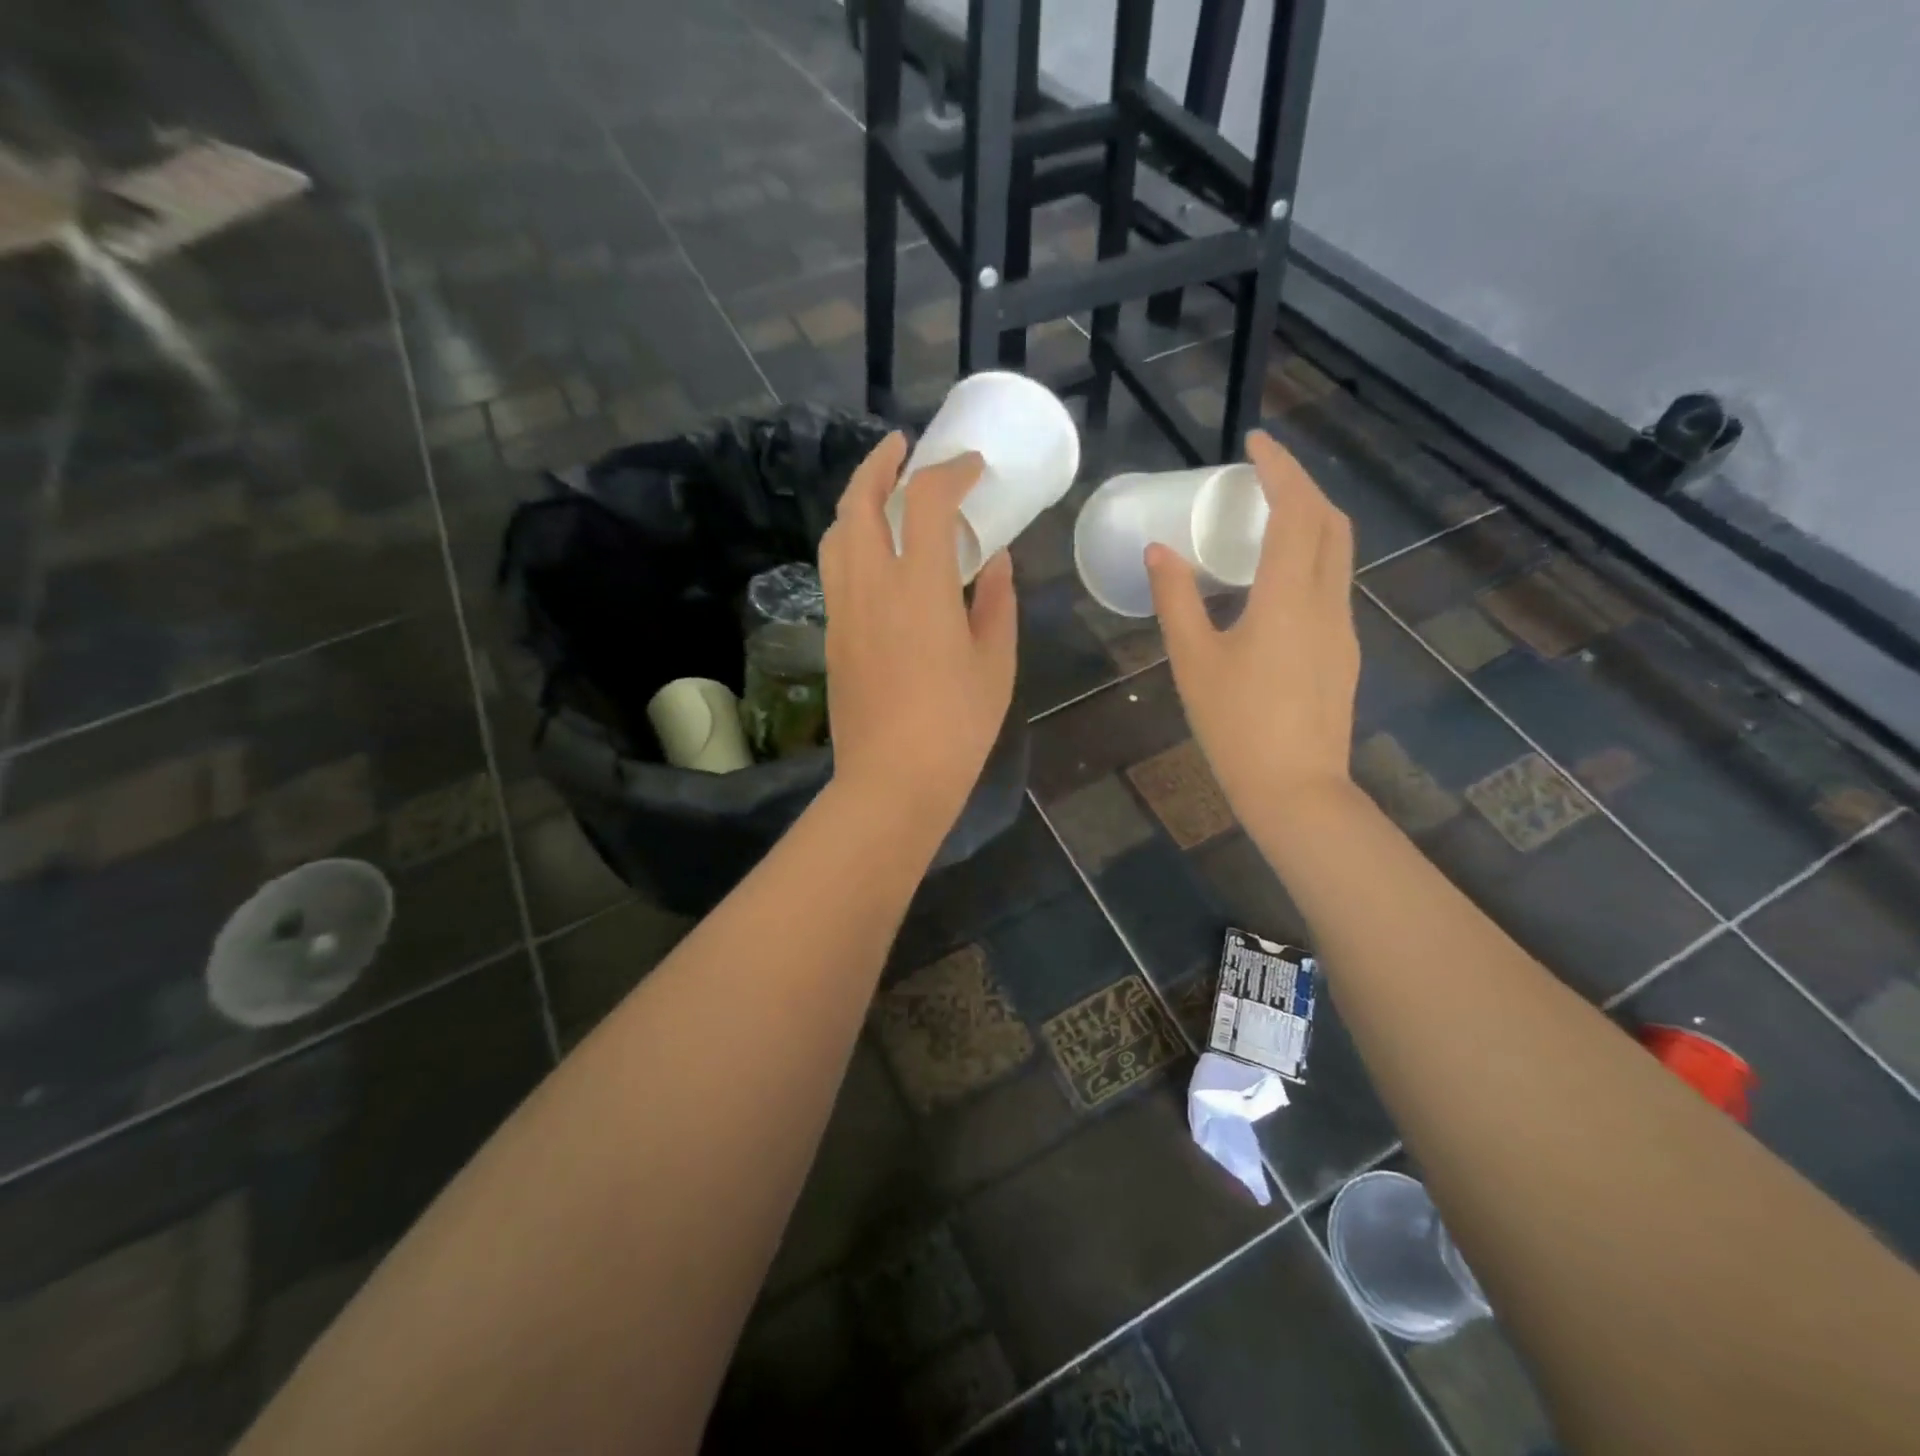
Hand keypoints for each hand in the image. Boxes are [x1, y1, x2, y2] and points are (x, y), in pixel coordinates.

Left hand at [818, 432, 1017, 823]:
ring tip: (882, 492)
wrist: (892, 779)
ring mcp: (844, 608)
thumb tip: (995, 561)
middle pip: (860, 500)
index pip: (928, 501)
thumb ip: (997, 602)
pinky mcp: (832, 633)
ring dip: (857, 498)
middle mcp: (871, 583)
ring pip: (838, 531)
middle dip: (881, 463)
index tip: (971, 468)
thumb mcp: (995, 663)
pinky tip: (874, 551)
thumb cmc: (957, 726)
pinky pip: (834, 566)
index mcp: (920, 586)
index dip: (950, 472)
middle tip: (902, 448)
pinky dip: (851, 539)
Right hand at [1147, 429, 1358, 812]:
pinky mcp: (1344, 652)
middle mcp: (1327, 601)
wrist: (1295, 788)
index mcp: (1288, 597)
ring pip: (1339, 553)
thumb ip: (1176, 599)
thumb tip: (1159, 551)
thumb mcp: (1193, 660)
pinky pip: (1333, 584)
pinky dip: (1311, 558)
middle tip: (1262, 477)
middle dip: (1302, 486)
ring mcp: (1343, 627)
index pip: (1297, 510)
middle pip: (1332, 522)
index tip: (1255, 441)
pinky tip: (1277, 581)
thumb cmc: (1236, 724)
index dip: (1280, 467)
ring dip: (1311, 521)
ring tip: (1268, 519)